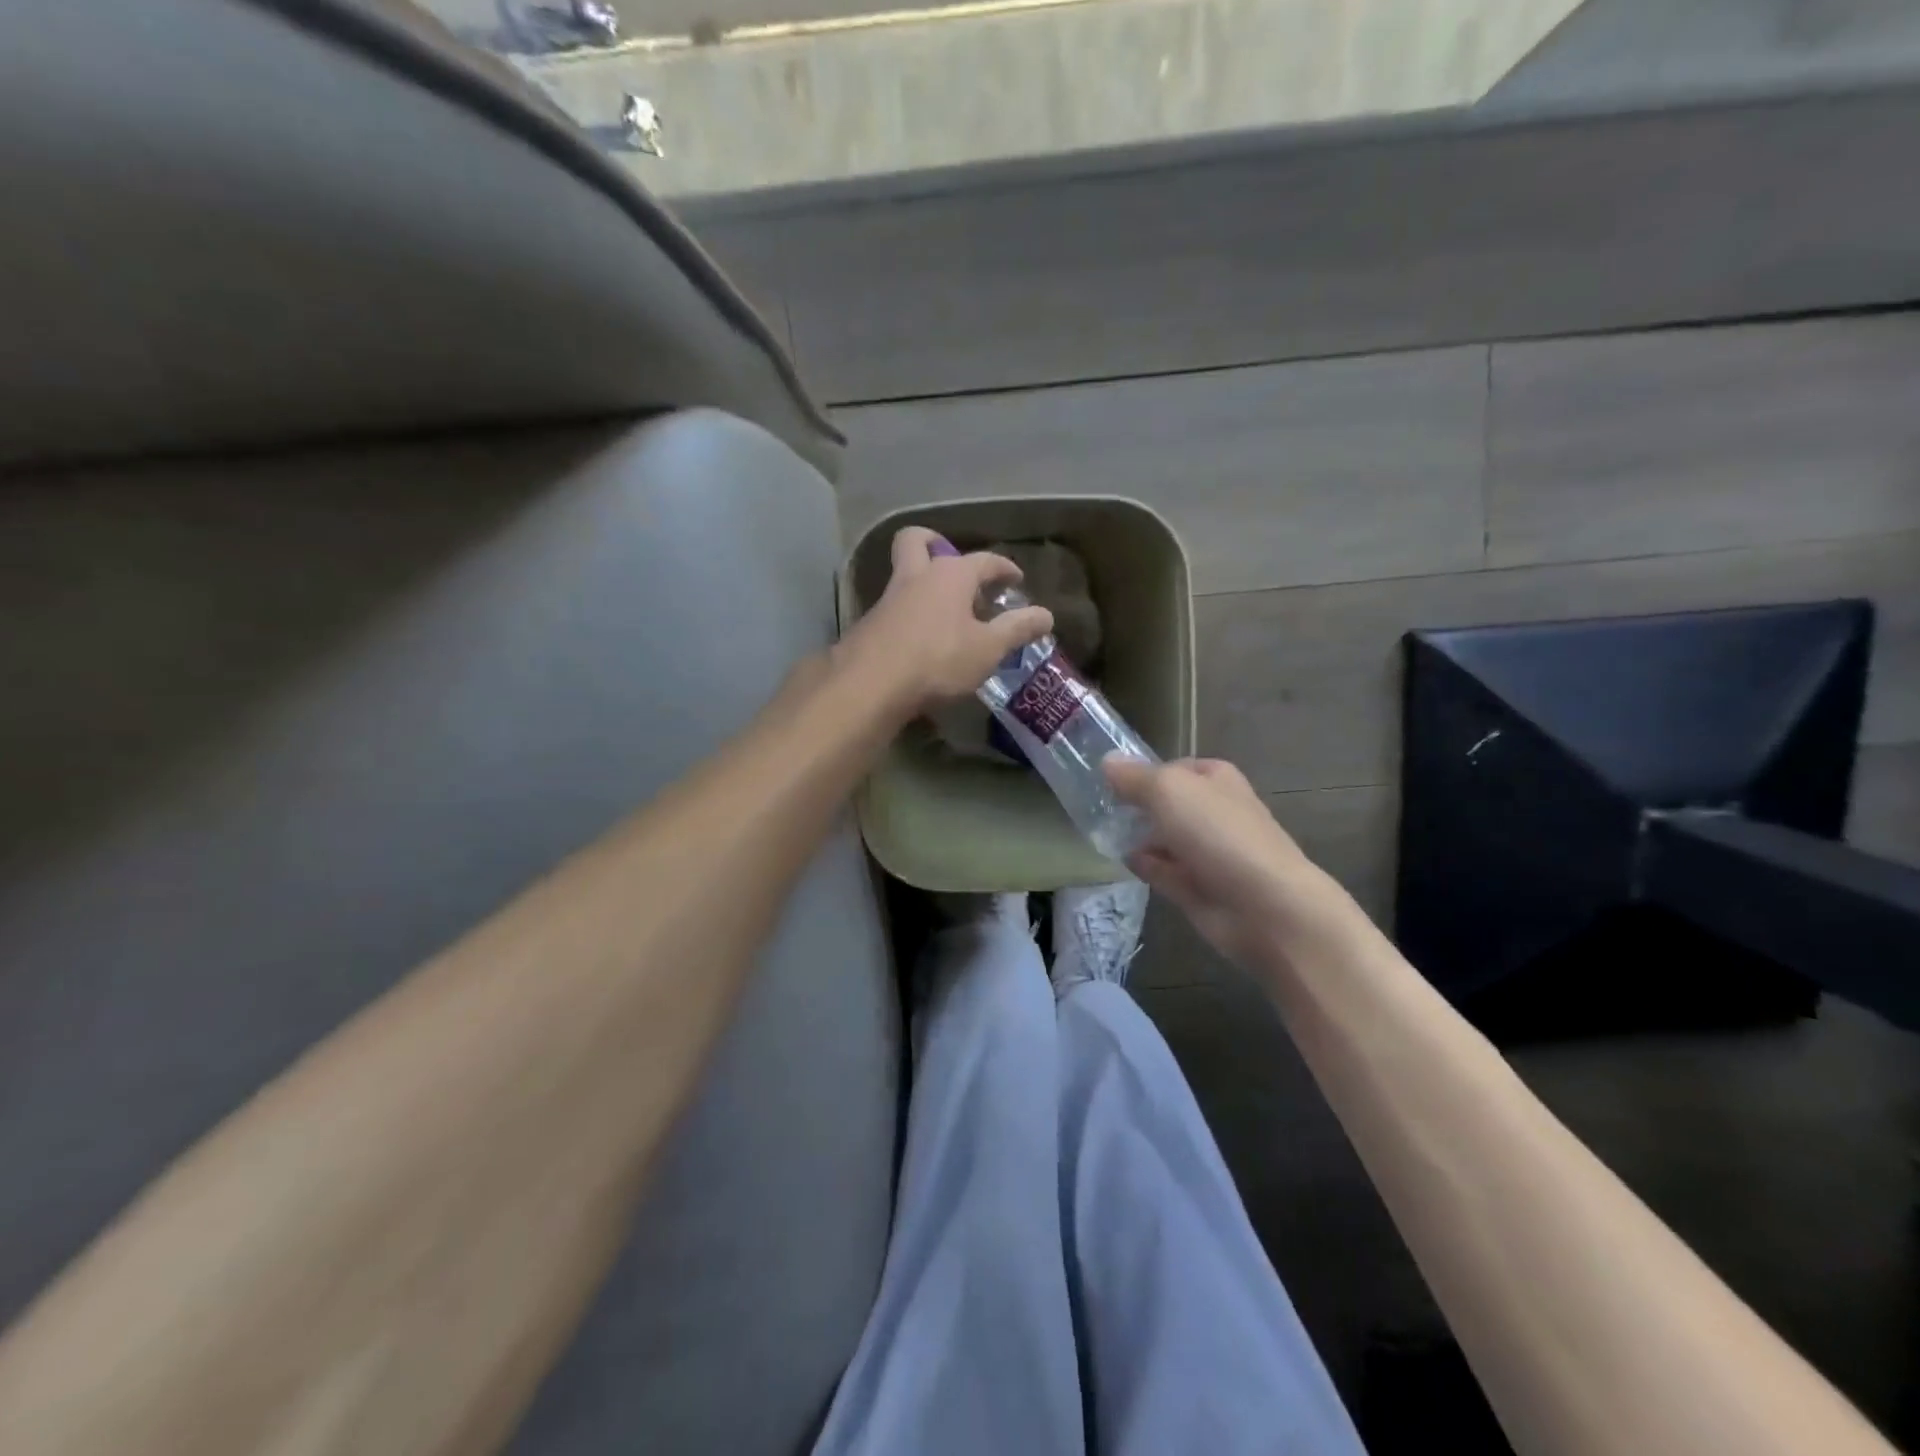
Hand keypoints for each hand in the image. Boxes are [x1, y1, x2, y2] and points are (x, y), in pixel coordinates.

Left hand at [838, 527, 1054, 714]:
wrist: (870, 684)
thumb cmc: (938, 659)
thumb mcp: (988, 648)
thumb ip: (1017, 629)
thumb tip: (1047, 614)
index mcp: (950, 575)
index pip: (984, 560)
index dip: (1004, 568)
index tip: (1016, 579)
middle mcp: (916, 577)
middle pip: (918, 540)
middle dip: (936, 544)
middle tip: (954, 566)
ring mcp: (888, 599)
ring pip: (903, 574)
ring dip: (923, 583)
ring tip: (945, 611)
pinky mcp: (870, 624)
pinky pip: (893, 607)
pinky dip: (909, 613)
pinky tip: (920, 638)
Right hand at [1104, 756, 1361, 968]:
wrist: (1263, 906)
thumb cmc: (1218, 833)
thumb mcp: (1168, 789)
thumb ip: (1134, 776)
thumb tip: (1106, 761)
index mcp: (1214, 778)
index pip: (1171, 767)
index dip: (1141, 771)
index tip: (1105, 780)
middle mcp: (1211, 811)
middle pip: (1164, 803)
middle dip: (1134, 805)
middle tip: (1092, 806)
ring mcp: (1204, 851)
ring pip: (1160, 837)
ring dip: (1134, 835)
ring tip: (1096, 830)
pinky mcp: (1195, 886)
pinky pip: (1160, 869)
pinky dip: (1142, 864)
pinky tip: (1118, 859)